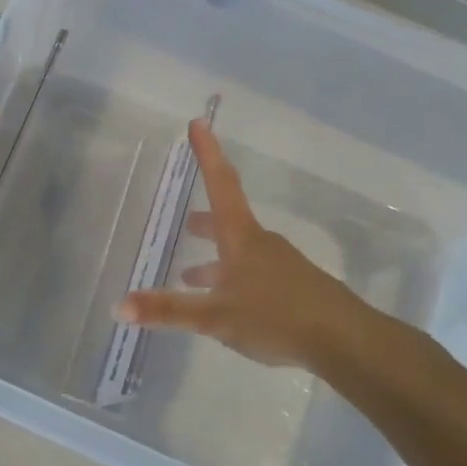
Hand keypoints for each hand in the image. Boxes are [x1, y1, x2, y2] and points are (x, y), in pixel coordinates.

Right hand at [116, 120, 372, 369]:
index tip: (198, 123)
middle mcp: (260, 244)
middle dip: (202, 220)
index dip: (207, 154)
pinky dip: (231, 279)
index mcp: (241, 238)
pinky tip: (225, 306)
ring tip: (190, 275)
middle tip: (183, 223)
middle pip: (227, 220)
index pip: (220, 184)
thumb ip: (169, 311)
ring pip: (239, 252)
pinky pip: (253, 274)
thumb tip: (119, 306)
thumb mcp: (215, 316)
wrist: (347, 342)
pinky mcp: (292, 290)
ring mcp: (280, 266)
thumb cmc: (277, 317)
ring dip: (214, 257)